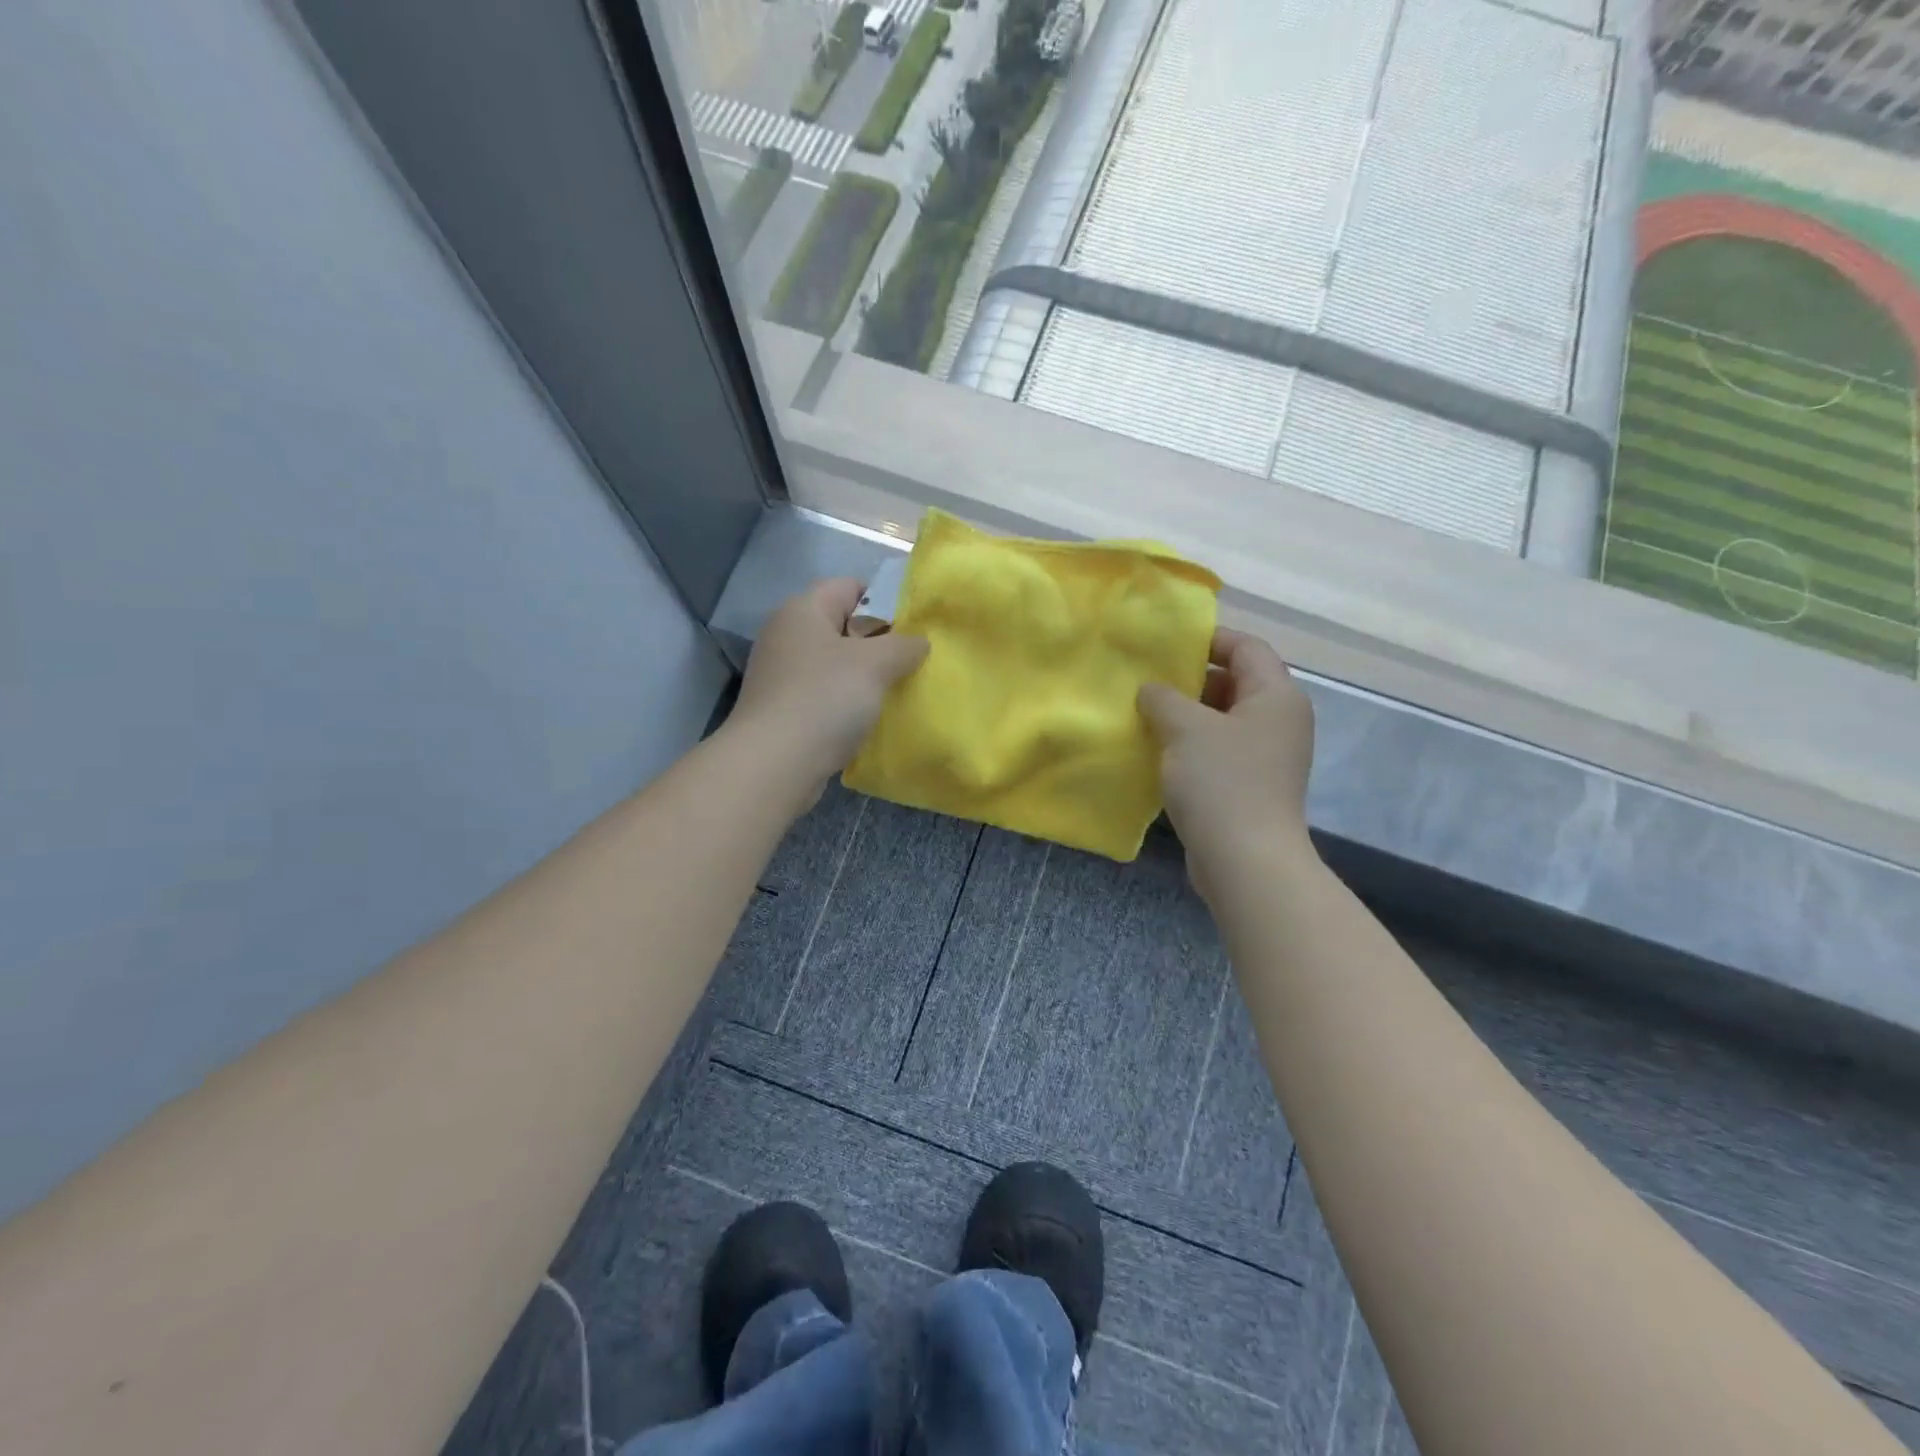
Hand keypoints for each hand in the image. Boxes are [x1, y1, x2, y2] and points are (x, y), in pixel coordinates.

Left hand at [731, 578, 928, 799]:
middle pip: (843, 626)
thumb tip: (918, 642)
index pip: (850, 586)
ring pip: (836, 664)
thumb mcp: (876, 664)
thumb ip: (904, 645)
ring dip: (866, 676)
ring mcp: (781, 674)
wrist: (775, 764)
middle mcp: (787, 634)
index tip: (915, 625)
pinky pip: (825, 694)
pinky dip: (847, 702)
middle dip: (880, 642)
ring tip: (898, 690)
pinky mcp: (782, 708)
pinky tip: (870, 718)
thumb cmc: (825, 699)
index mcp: (803, 609)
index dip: (885, 599)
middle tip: (913, 660)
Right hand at [1138, 628, 1315, 899]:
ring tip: (1144, 713)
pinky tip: (1157, 751)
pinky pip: (1219, 749)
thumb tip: (1151, 689)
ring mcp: (1267, 755)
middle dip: (1191, 680)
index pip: (1247, 647)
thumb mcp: (1185, 728)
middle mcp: (1279, 720)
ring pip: (1222, 719)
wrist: (1245, 860)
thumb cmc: (1221, 782)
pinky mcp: (1251, 784)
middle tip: (1147, 680)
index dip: (1208, 639)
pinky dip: (1191, 745)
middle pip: (1235, 682)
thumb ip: (1163, 698)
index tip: (1166, 644)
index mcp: (1276, 696)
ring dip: (1186, 715)